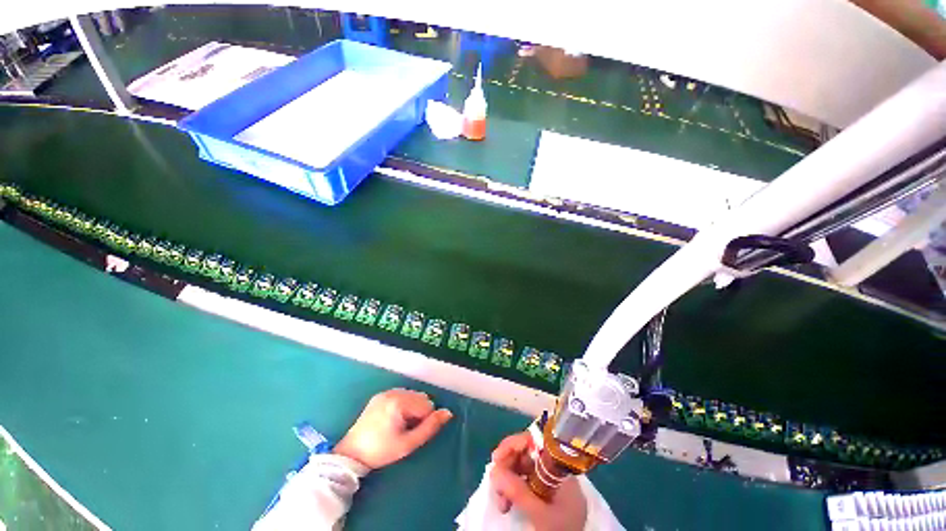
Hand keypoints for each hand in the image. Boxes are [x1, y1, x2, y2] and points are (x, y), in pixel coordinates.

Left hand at [333, 388, 451, 469]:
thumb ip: (430, 427)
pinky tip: (393, 419)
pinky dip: (403, 404)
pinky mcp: (380, 395)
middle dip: (419, 412)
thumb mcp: (408, 444)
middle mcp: (394, 392)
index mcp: (400, 402)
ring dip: (412, 408)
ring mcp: (386, 392)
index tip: (412, 433)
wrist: (351, 454)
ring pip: (413, 395)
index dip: (424, 421)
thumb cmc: (381, 451)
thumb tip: (448, 413)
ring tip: (399, 425)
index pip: (427, 405)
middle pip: (421, 397)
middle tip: (406, 430)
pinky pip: (401, 394)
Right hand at [490, 432, 586, 530]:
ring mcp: (549, 480)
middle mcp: (554, 468)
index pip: (535, 441)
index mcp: (559, 466)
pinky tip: (506, 504)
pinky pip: (523, 480)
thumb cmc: (562, 529)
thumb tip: (493, 470)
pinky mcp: (544, 491)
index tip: (497, 457)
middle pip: (525, 453)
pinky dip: (511, 489)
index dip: (514, 444)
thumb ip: (518, 491)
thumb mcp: (540, 513)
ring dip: (506, 479)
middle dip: (507, 465)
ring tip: (500, 501)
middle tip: (494, 483)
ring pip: (521, 467)